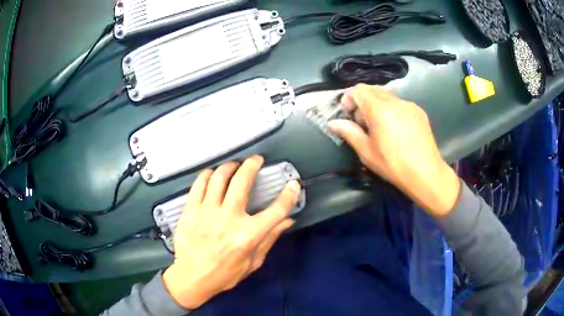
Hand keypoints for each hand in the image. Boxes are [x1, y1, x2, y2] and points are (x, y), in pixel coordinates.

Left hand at [163, 155, 300, 309]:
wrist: (192, 277)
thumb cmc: (225, 274)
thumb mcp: (253, 262)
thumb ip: (270, 239)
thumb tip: (287, 220)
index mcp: (248, 235)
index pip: (276, 210)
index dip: (289, 195)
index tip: (293, 184)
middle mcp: (229, 218)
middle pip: (242, 181)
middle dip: (252, 165)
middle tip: (256, 160)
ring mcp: (207, 211)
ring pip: (219, 177)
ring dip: (229, 166)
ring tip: (234, 165)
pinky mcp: (190, 210)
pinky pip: (199, 184)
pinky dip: (208, 175)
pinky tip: (212, 174)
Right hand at [328, 84, 459, 216]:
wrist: (426, 173)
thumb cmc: (393, 165)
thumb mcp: (367, 152)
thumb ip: (349, 133)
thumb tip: (333, 123)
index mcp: (379, 109)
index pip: (359, 90)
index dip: (349, 99)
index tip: (348, 114)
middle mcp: (395, 101)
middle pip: (373, 90)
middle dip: (363, 102)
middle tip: (362, 123)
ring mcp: (409, 105)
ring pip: (387, 96)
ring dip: (377, 106)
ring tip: (380, 127)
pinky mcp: (419, 112)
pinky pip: (400, 104)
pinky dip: (392, 110)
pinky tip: (396, 130)